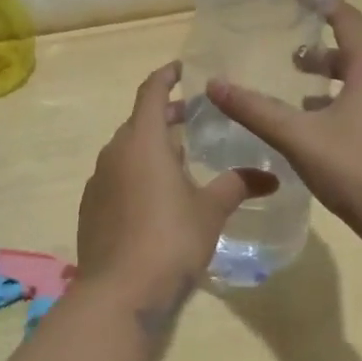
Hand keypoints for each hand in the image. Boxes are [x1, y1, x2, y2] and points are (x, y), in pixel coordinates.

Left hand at [76, 61, 277, 304]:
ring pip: (126, 150)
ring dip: (151, 146)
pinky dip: (136, 172)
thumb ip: (237, 185)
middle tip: (192, 117)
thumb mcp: (211, 210)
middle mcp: (114, 153)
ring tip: (180, 158)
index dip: (166, 76)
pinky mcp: (91, 208)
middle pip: (139, 121)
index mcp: (142, 141)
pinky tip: (156, 196)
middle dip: (164, 115)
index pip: (150, 92)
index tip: (182, 68)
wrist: (119, 292)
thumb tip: (271, 176)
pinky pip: (116, 176)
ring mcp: (98, 181)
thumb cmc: (170, 239)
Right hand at [207, 0, 361, 264]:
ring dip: (328, 86)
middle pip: (353, 56)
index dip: (322, 4)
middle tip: (288, 59)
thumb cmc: (357, 170)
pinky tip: (315, 135)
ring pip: (358, 87)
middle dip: (319, 54)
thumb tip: (215, 85)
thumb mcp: (299, 137)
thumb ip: (256, 111)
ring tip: (295, 97)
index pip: (349, 22)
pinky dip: (337, 111)